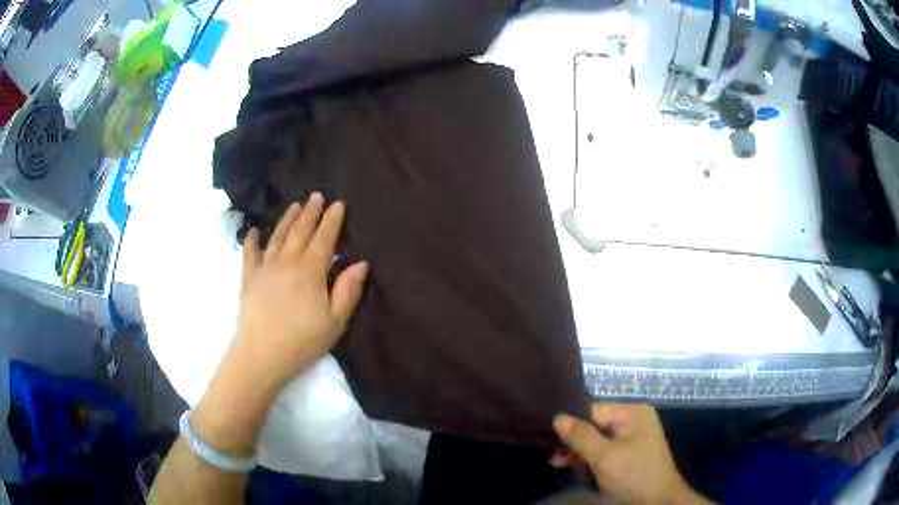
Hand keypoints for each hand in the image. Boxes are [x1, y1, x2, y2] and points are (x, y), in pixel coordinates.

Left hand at [234, 192, 368, 386]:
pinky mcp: (249, 279)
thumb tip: (361, 263)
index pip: (324, 238)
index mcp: (310, 271)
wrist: (261, 355)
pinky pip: (249, 254)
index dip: (332, 220)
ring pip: (278, 237)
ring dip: (287, 219)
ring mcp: (265, 268)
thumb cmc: (302, 341)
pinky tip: (252, 231)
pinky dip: (251, 240)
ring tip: (294, 205)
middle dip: (310, 212)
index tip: (338, 204)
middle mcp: (287, 262)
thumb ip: (348, 290)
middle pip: (300, 231)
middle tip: (316, 196)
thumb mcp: (335, 321)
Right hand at [553, 403, 710, 504]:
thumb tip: (557, 417)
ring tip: (559, 463)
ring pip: (598, 437)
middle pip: (595, 424)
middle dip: (574, 440)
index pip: (593, 410)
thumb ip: (581, 436)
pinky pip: (605, 447)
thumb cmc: (633, 475)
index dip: (571, 424)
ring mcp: (634, 435)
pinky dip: (590, 456)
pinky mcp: (631, 451)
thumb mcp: (604, 457)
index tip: (549, 439)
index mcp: (633, 412)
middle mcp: (634, 418)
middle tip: (554, 457)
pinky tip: (574, 465)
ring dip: (579, 450)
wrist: (658, 501)